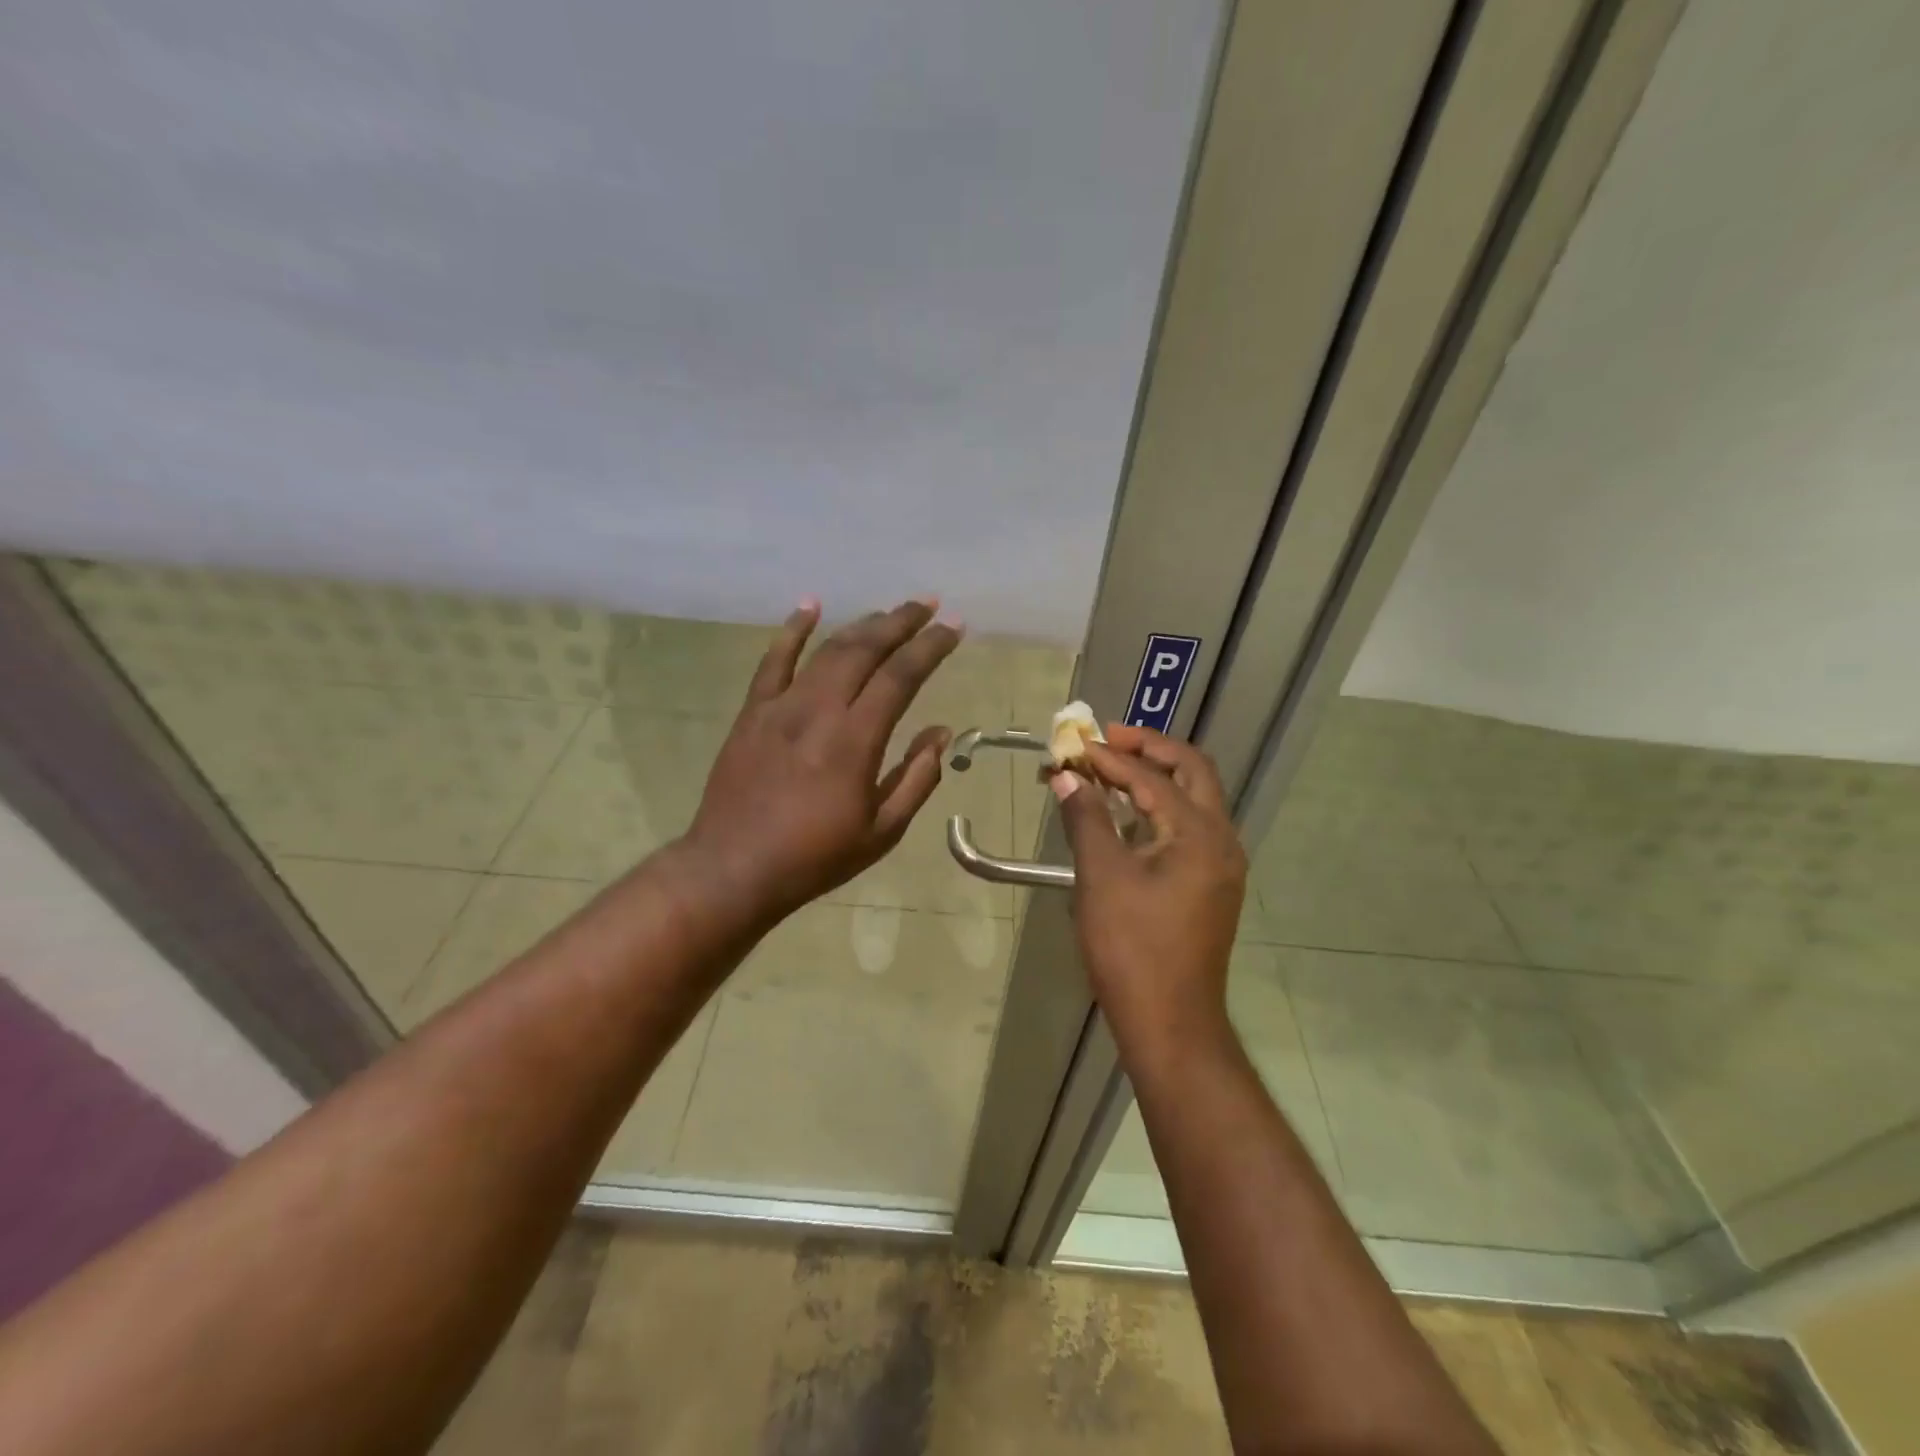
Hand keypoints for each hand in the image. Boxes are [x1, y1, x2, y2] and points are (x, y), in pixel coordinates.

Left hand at [680, 597, 962, 929]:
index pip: (900, 677)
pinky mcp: (752, 712)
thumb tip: (941, 732)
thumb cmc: (814, 857)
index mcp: (855, 740)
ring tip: (888, 612)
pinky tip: (809, 605)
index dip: (930, 647)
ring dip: (861, 625)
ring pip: (826, 650)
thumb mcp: (882, 831)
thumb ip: (917, 778)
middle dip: (900, 622)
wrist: (733, 868)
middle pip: (864, 649)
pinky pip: (773, 660)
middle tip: (927, 605)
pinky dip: (793, 630)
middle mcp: (819, 710)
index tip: (953, 626)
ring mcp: (781, 706)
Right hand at [1050, 725, 1246, 1054]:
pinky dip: (1159, 809)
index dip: (1109, 758)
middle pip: (1191, 772)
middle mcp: (1221, 840)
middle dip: (1148, 750)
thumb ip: (1087, 819)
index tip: (1073, 747)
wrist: (1171, 1022)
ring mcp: (1221, 865)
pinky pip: (1189, 828)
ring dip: (1155, 778)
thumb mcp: (1101, 877)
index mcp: (1199, 834)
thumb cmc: (1132, 948)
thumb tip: (1068, 778)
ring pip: (1194, 799)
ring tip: (1110, 770)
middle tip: (1106, 740)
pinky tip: (1127, 816)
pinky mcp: (1211, 885)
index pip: (1152, 778)